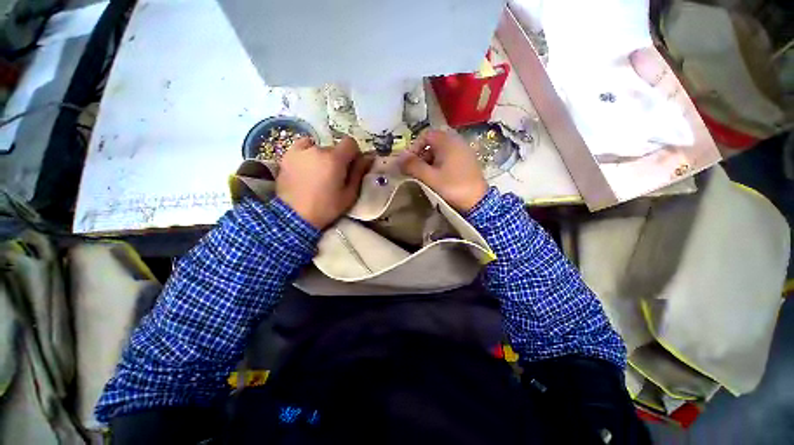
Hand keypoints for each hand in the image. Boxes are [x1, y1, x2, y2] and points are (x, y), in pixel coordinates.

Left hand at [277, 136, 372, 229]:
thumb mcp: (349, 194)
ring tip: (318, 174)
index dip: (353, 153)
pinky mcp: (288, 155)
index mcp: (335, 159)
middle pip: (334, 148)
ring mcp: (300, 151)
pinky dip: (308, 153)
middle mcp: (317, 149)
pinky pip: (303, 147)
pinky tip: (306, 166)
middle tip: (334, 176)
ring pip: (319, 148)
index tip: (351, 166)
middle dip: (338, 159)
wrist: (295, 216)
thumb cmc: (326, 207)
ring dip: (322, 157)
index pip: (350, 143)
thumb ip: (359, 173)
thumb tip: (368, 157)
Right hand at [399, 129, 487, 212]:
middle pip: (433, 143)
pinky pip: (449, 158)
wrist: (478, 202)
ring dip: (429, 162)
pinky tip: (438, 178)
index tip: (408, 162)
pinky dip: (440, 165)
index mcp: (447, 141)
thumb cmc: (452, 187)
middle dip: (421, 156)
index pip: (425, 135)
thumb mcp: (430, 177)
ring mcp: (464, 151)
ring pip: (441, 152)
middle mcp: (457, 141)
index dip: (414, 147)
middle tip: (415, 171)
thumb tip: (398, 159)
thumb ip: (413, 166)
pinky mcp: (467, 161)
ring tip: (425, 176)